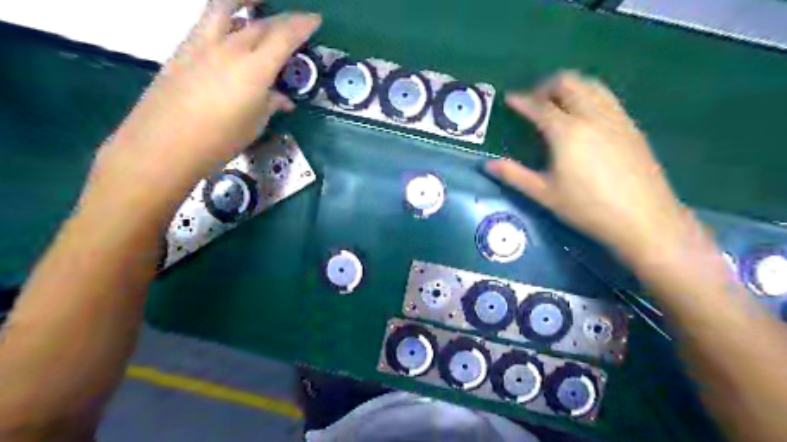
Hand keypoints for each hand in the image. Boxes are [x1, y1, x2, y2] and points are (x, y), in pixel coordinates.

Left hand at [92, 0, 321, 203]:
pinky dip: (225, 17)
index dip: (302, 25)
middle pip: (261, 23)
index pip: (284, 37)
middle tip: (296, 23)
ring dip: (245, 0)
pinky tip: (230, 29)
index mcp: (255, 69)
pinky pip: (208, 22)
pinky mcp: (183, 48)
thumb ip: (270, 104)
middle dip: (284, 20)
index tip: (315, 20)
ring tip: (256, 2)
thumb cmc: (219, 140)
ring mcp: (203, 44)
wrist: (164, 144)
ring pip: (225, 7)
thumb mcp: (254, 124)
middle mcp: (230, 48)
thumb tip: (281, 99)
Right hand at [487, 71, 692, 259]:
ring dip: (571, 87)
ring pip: (592, 85)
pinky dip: (590, 96)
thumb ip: (514, 175)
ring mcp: (616, 118)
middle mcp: (592, 116)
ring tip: (559, 103)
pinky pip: (607, 98)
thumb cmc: (587, 208)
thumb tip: (487, 165)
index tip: (510, 98)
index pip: (539, 107)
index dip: (522, 101)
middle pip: (568, 83)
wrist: (644, 219)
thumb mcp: (545, 194)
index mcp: (566, 132)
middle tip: (534, 101)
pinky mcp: (631, 126)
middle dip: (547, 86)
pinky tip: (585, 117)